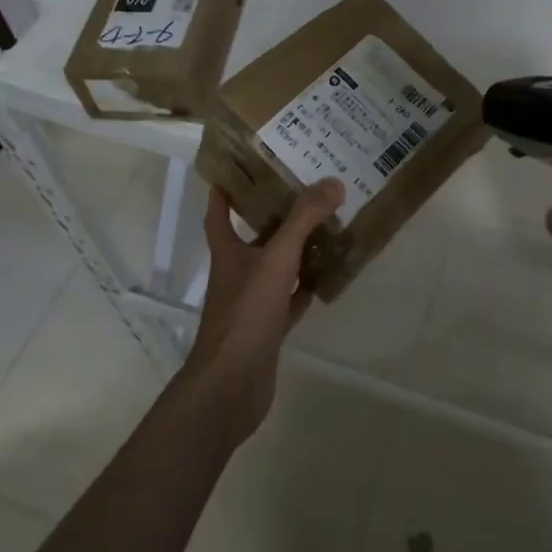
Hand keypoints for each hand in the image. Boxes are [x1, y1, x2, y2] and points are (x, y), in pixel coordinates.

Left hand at [173, 178, 344, 447]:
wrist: (231, 386)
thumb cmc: (245, 314)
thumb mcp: (276, 260)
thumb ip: (303, 221)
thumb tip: (333, 183)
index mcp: (228, 251)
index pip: (219, 211)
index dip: (226, 188)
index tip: (244, 165)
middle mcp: (237, 271)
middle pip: (255, 234)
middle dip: (276, 212)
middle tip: (308, 187)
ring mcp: (253, 301)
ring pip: (277, 265)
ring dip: (298, 247)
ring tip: (328, 223)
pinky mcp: (269, 327)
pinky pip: (292, 297)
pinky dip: (308, 285)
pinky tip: (330, 274)